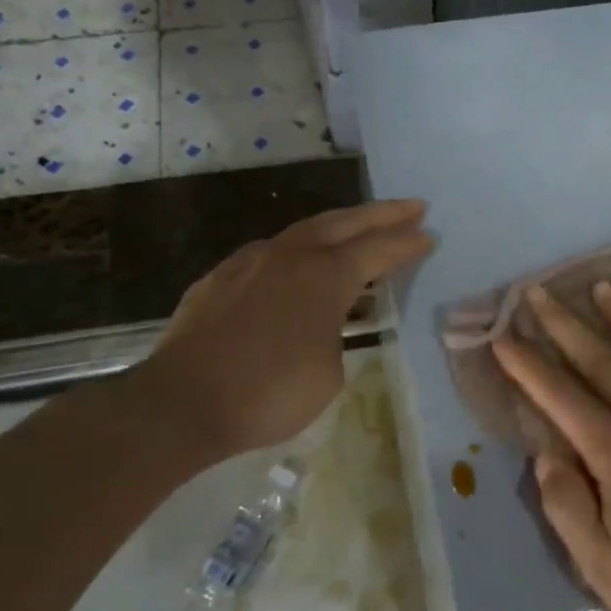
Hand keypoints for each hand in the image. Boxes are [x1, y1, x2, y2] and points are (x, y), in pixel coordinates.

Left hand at [135, 199, 433, 460]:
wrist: (180, 404)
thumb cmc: (267, 394)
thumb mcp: (328, 375)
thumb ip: (335, 337)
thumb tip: (323, 326)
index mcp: (324, 276)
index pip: (378, 250)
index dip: (407, 243)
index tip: (430, 235)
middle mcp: (290, 256)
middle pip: (345, 222)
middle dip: (382, 213)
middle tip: (413, 206)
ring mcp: (250, 261)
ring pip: (304, 231)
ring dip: (338, 227)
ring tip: (358, 230)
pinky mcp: (219, 277)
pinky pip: (270, 254)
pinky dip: (296, 252)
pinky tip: (296, 266)